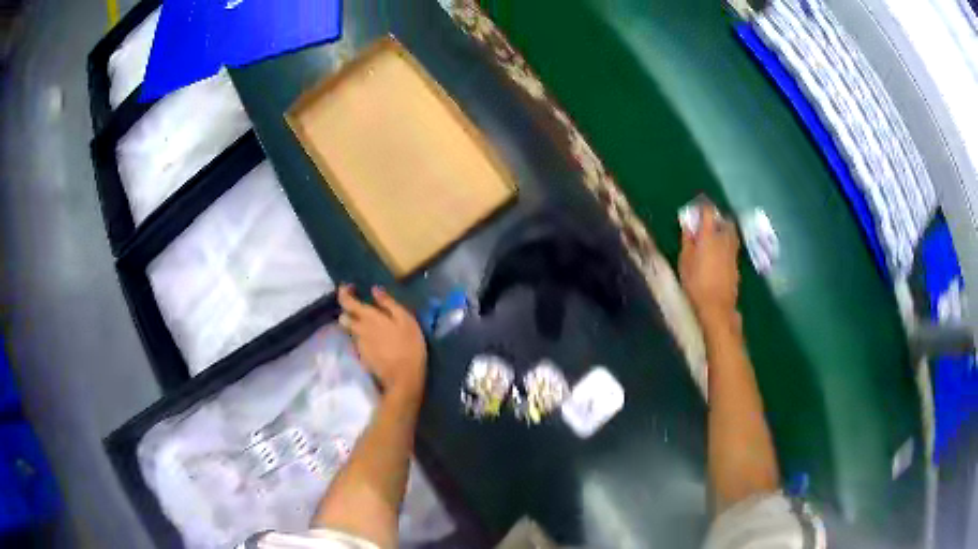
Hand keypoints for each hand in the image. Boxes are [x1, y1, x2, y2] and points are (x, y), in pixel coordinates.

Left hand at [338, 285, 426, 403]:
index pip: (346, 302)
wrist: (403, 378)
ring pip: (350, 331)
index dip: (344, 292)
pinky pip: (358, 343)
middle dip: (348, 311)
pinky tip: (378, 342)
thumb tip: (375, 290)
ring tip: (373, 327)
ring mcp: (358, 345)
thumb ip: (389, 304)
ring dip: (356, 326)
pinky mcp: (362, 357)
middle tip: (362, 309)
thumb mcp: (406, 320)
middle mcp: (359, 330)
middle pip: (344, 317)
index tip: (349, 287)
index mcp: (369, 318)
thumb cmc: (409, 346)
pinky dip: (363, 339)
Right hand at [679, 201, 740, 326]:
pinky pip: (732, 245)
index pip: (709, 212)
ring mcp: (733, 251)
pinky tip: (718, 252)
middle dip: (717, 218)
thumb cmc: (696, 283)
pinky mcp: (736, 263)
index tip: (697, 207)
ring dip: (723, 230)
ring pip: (731, 233)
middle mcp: (724, 239)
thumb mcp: (684, 261)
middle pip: (725, 220)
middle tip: (706, 222)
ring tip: (713, 236)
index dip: (703, 206)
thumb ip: (687, 240)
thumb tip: (689, 224)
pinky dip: (726, 243)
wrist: (717, 306)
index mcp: (709, 235)